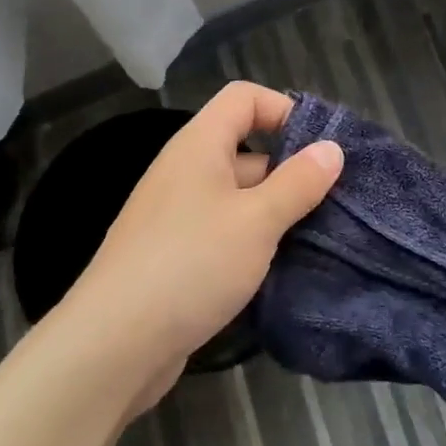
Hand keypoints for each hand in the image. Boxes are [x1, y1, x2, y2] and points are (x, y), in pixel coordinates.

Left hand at [73, 82, 341, 393]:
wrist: (112, 347)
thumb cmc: (191, 265)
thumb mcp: (257, 221)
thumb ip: (298, 182)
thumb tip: (332, 148)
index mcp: (199, 146)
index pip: (244, 97)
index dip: (284, 109)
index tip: (320, 147)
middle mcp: (185, 171)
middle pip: (246, 148)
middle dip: (290, 170)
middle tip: (334, 200)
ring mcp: (177, 216)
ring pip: (238, 196)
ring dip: (276, 212)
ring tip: (319, 237)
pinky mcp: (175, 256)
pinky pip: (224, 232)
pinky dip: (253, 242)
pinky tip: (281, 268)